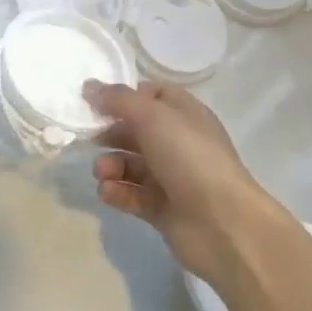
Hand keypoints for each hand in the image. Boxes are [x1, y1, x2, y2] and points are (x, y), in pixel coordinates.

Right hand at [85, 80, 271, 284]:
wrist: (223, 224)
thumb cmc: (190, 157)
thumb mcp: (152, 116)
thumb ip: (117, 99)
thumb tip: (88, 86)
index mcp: (184, 115)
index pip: (152, 95)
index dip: (125, 96)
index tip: (95, 101)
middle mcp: (178, 143)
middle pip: (136, 131)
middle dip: (110, 133)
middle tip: (89, 138)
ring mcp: (171, 178)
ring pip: (131, 164)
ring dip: (110, 165)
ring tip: (102, 172)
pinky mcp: (162, 209)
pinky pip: (132, 195)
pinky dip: (117, 192)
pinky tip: (108, 192)